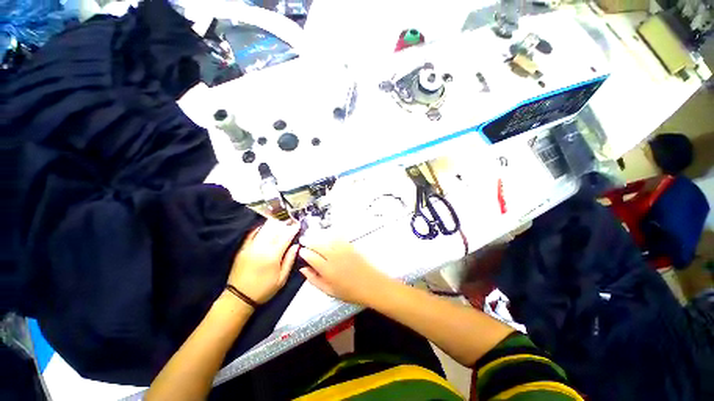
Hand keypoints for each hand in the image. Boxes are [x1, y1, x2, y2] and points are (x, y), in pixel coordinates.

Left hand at [228, 219, 299, 304]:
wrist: (239, 297)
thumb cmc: (263, 289)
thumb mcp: (282, 278)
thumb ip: (289, 260)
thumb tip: (296, 246)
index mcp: (273, 256)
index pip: (285, 237)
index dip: (293, 229)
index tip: (298, 224)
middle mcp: (261, 248)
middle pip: (274, 230)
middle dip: (284, 223)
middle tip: (290, 220)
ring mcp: (250, 247)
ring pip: (263, 229)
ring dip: (273, 223)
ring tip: (280, 221)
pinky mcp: (242, 248)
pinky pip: (252, 233)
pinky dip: (260, 228)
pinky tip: (265, 226)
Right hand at [298, 237, 392, 305]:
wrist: (371, 285)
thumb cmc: (350, 292)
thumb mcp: (329, 291)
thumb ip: (314, 280)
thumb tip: (304, 269)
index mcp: (327, 270)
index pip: (311, 256)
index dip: (303, 252)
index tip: (300, 251)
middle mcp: (334, 257)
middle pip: (318, 245)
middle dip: (309, 241)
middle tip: (304, 241)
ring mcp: (343, 249)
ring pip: (327, 239)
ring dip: (319, 237)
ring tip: (314, 238)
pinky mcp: (350, 246)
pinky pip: (338, 237)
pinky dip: (331, 236)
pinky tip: (328, 237)